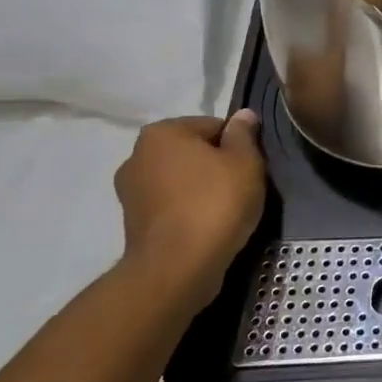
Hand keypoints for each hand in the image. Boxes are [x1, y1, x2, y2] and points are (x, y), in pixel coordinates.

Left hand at [114, 111, 266, 308]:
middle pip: (193, 152)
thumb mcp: (245, 162)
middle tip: (242, 188)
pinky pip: (171, 206)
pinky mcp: (133, 223)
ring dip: (201, 189)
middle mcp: (137, 156)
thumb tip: (243, 115)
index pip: (213, 126)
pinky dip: (188, 211)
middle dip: (216, 166)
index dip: (238, 145)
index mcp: (162, 133)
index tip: (250, 167)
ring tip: (226, 211)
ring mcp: (130, 192)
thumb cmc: (215, 203)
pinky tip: (207, 227)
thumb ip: (244, 134)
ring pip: (181, 180)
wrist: (178, 266)